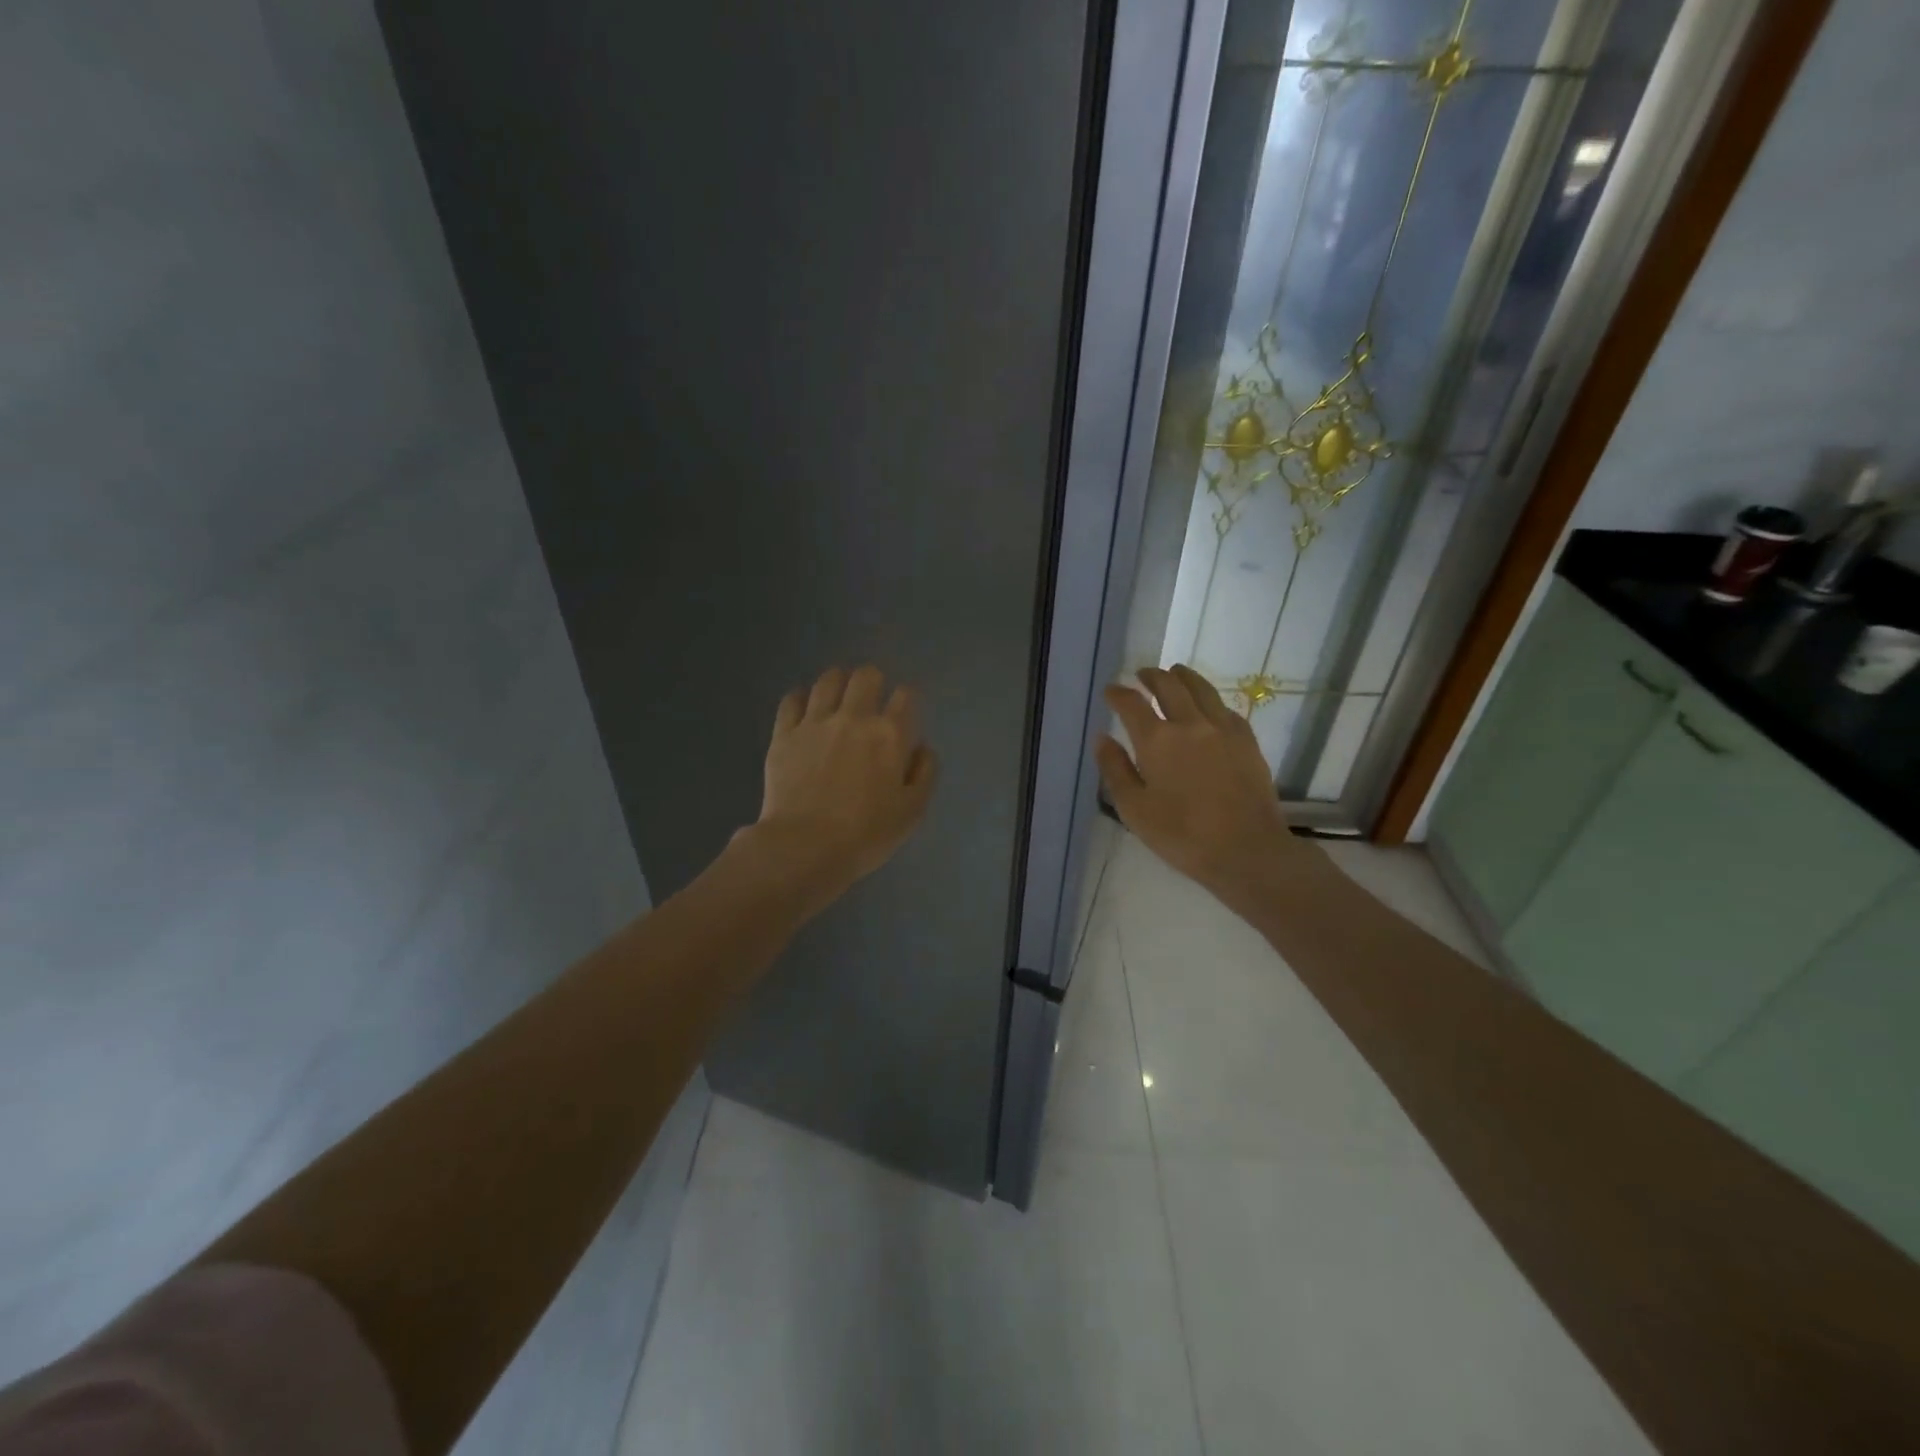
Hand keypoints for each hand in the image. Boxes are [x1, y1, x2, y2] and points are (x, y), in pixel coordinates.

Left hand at [745, 665, 937, 911]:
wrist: (805, 847)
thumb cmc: (866, 834)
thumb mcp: (913, 811)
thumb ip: (924, 773)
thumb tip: (921, 748)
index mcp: (890, 734)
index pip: (906, 695)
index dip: (907, 698)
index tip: (904, 711)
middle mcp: (854, 718)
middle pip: (866, 676)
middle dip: (873, 681)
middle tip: (870, 699)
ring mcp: (815, 722)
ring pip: (828, 680)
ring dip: (838, 683)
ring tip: (838, 697)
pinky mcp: (784, 734)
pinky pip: (792, 699)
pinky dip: (802, 698)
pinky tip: (805, 709)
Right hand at [1095, 665, 1317, 909]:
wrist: (1247, 849)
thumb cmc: (1182, 835)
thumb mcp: (1135, 809)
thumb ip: (1115, 770)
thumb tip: (1102, 739)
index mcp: (1157, 740)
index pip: (1131, 704)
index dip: (1118, 694)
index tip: (1111, 691)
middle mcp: (1190, 723)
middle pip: (1169, 686)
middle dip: (1152, 676)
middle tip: (1141, 675)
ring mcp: (1223, 729)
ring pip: (1201, 689)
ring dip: (1183, 677)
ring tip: (1175, 673)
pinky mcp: (1247, 740)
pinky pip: (1225, 708)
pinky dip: (1209, 700)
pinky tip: (1208, 706)